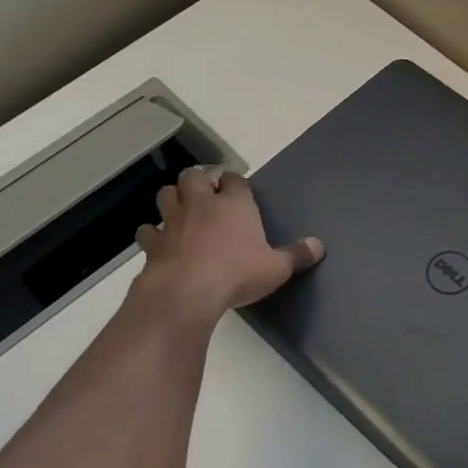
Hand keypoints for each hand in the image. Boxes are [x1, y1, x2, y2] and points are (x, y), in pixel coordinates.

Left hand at [134, 167, 322, 321]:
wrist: (188, 291)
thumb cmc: (238, 274)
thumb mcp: (277, 268)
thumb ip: (297, 255)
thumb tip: (319, 245)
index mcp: (235, 204)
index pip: (234, 179)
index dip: (235, 182)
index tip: (238, 189)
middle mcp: (202, 204)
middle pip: (193, 176)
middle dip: (198, 181)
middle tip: (206, 194)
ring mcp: (173, 221)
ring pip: (166, 195)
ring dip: (173, 198)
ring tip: (182, 210)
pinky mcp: (153, 243)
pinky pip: (148, 230)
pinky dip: (152, 233)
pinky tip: (159, 242)